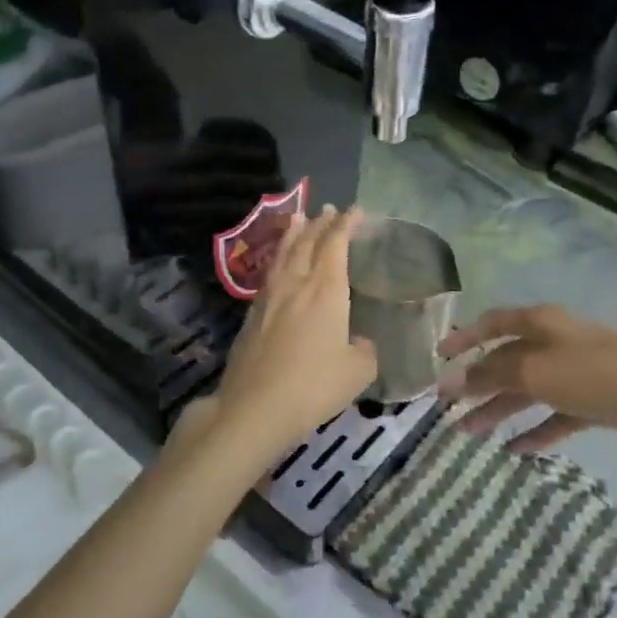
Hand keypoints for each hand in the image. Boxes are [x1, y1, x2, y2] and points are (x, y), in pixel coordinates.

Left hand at [207, 207, 377, 458]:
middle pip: (308, 243)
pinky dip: (278, 258)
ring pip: (283, 254)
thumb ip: (365, 351)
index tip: (355, 211)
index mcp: (326, 291)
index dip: (346, 225)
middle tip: (330, 210)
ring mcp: (269, 298)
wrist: (254, 407)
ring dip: (294, 234)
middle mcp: (296, 284)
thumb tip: (359, 342)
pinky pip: (269, 274)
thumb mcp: (357, 372)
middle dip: (321, 224)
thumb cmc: (313, 387)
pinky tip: (278, 265)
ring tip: (300, 219)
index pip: (336, 245)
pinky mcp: (251, 315)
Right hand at [437, 305, 616, 455]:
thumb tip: (451, 381)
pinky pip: (557, 415)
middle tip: (450, 408)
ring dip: (501, 409)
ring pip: (531, 389)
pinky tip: (517, 449)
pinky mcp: (598, 400)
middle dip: (479, 383)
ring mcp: (580, 371)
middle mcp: (560, 341)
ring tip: (472, 433)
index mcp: (544, 323)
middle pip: (510, 360)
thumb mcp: (536, 372)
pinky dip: (537, 429)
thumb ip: (490, 375)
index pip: (494, 323)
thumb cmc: (596, 377)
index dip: (465, 338)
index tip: (439, 358)